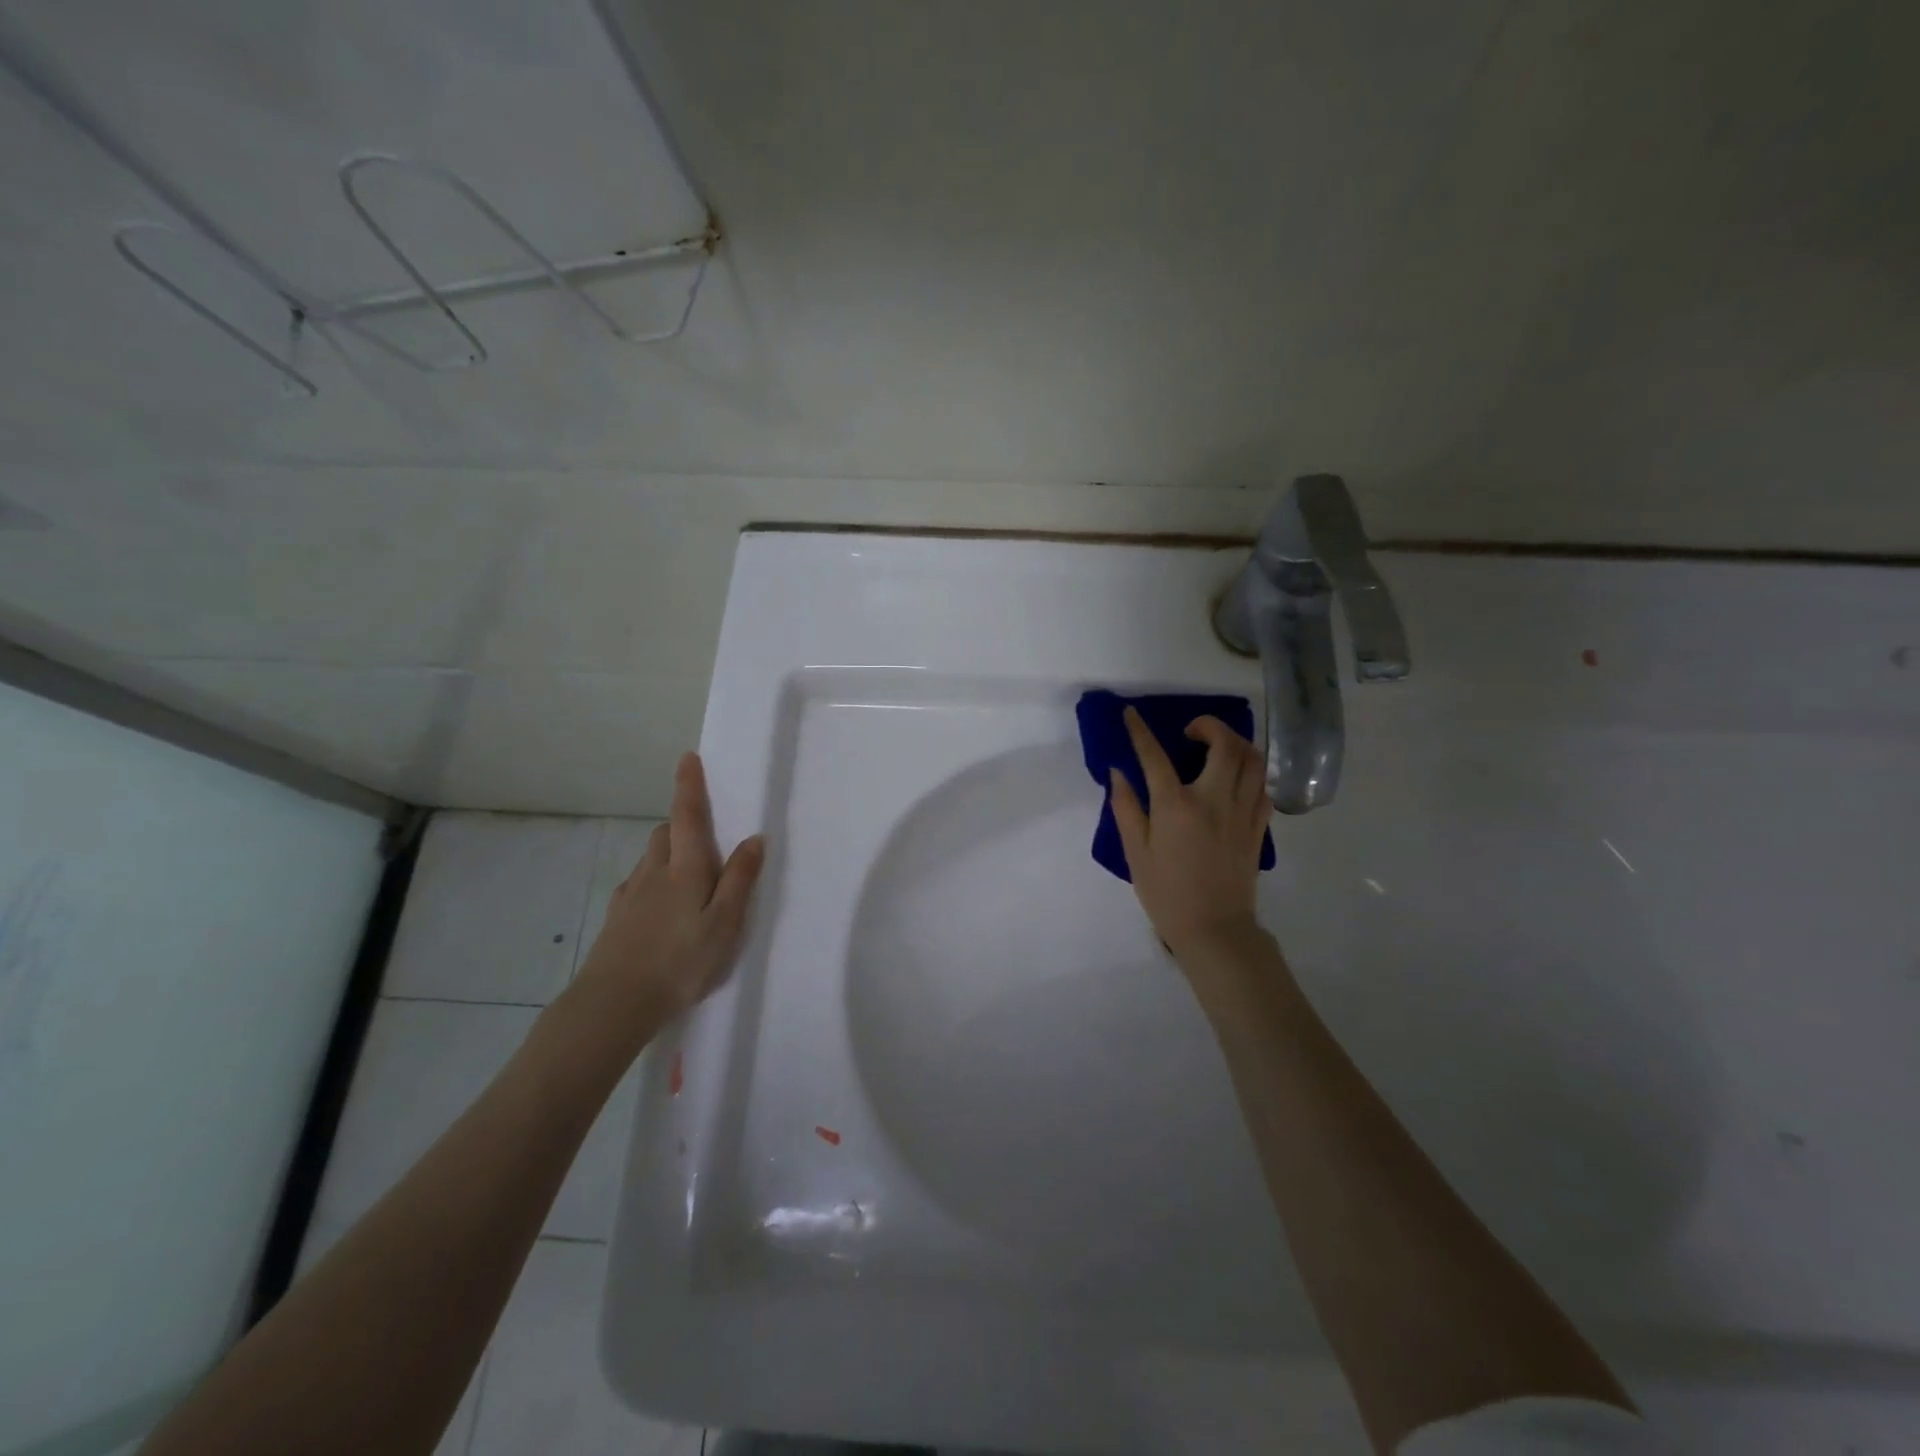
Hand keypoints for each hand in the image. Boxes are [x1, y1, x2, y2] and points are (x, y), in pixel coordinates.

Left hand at [572, 753, 764, 1034]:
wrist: (614, 1004)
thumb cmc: (680, 962)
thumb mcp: (724, 924)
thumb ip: (739, 880)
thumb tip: (754, 838)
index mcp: (685, 870)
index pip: (687, 817)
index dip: (688, 786)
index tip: (687, 758)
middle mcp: (654, 873)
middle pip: (665, 833)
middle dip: (680, 823)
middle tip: (703, 835)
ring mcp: (630, 895)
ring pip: (650, 858)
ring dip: (667, 852)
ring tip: (687, 876)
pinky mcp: (616, 918)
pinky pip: (637, 885)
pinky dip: (652, 882)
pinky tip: (660, 908)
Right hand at [1109, 707, 1269, 960]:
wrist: (1215, 930)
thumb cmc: (1167, 893)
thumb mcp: (1136, 853)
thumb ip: (1126, 808)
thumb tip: (1119, 772)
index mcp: (1177, 806)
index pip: (1155, 756)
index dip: (1141, 731)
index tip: (1132, 713)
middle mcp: (1214, 800)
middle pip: (1224, 745)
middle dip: (1209, 726)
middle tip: (1192, 732)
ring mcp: (1242, 812)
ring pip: (1253, 761)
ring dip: (1236, 744)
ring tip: (1218, 748)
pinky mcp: (1258, 827)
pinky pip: (1262, 786)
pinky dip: (1250, 772)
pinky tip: (1235, 779)